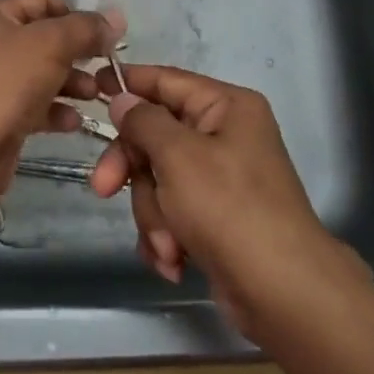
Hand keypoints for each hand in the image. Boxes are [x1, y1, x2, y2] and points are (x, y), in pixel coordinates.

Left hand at [0, 0, 118, 209]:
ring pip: (42, 74)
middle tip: (108, 68)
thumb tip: (116, 19)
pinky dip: (55, 110)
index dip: (77, 17)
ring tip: (98, 96)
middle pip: (45, 40)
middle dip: (78, 54)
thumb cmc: (5, 83)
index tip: (107, 38)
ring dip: (73, 83)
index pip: (44, 2)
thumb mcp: (51, 44)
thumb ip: (86, 28)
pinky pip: (34, 105)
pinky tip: (74, 122)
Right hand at [89, 65, 371, 340]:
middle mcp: (225, 136)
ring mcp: (221, 179)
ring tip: (168, 244)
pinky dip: (167, 236)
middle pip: (156, 136)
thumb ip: (144, 121)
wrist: (281, 292)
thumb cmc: (229, 208)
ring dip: (154, 214)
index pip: (167, 81)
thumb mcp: (178, 155)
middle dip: (134, 170)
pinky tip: (174, 260)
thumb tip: (123, 99)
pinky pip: (172, 212)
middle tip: (104, 189)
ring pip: (159, 179)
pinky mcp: (215, 218)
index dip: (129, 82)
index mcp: (226, 107)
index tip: (92, 87)